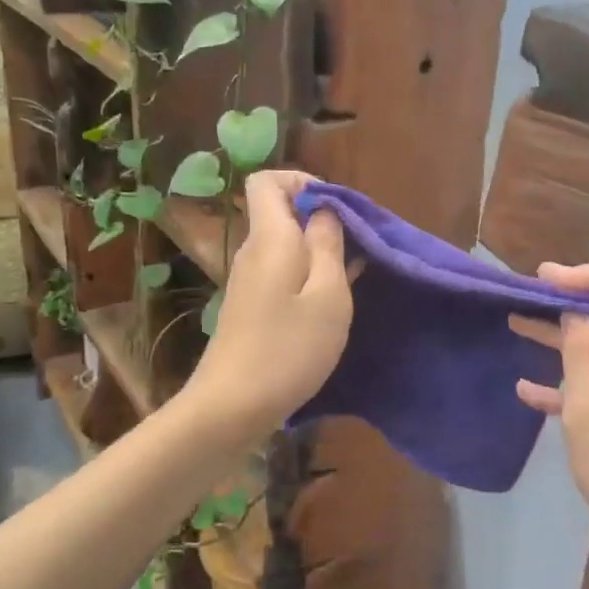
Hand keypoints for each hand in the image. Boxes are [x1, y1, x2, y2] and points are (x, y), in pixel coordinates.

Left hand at [185, 171, 353, 436]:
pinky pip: (281, 271)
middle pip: (280, 211)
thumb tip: (325, 211)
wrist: (230, 407)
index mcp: (270, 238)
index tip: (338, 209)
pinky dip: (307, 274)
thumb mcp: (327, 296)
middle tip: (357, 247)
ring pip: (284, 244)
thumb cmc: (288, 349)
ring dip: (318, 250)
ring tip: (352, 276)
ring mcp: (248, 280)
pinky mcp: (250, 306)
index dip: (303, 182)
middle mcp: (253, 251)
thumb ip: (328, 245)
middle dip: (321, 219)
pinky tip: (330, 302)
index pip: (267, 180)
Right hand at [510, 264, 588, 570]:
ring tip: (520, 328)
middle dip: (573, 304)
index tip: (546, 278)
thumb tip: (576, 315)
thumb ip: (580, 355)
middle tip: (528, 298)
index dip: (588, 275)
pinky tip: (534, 390)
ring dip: (571, 341)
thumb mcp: (588, 414)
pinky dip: (586, 378)